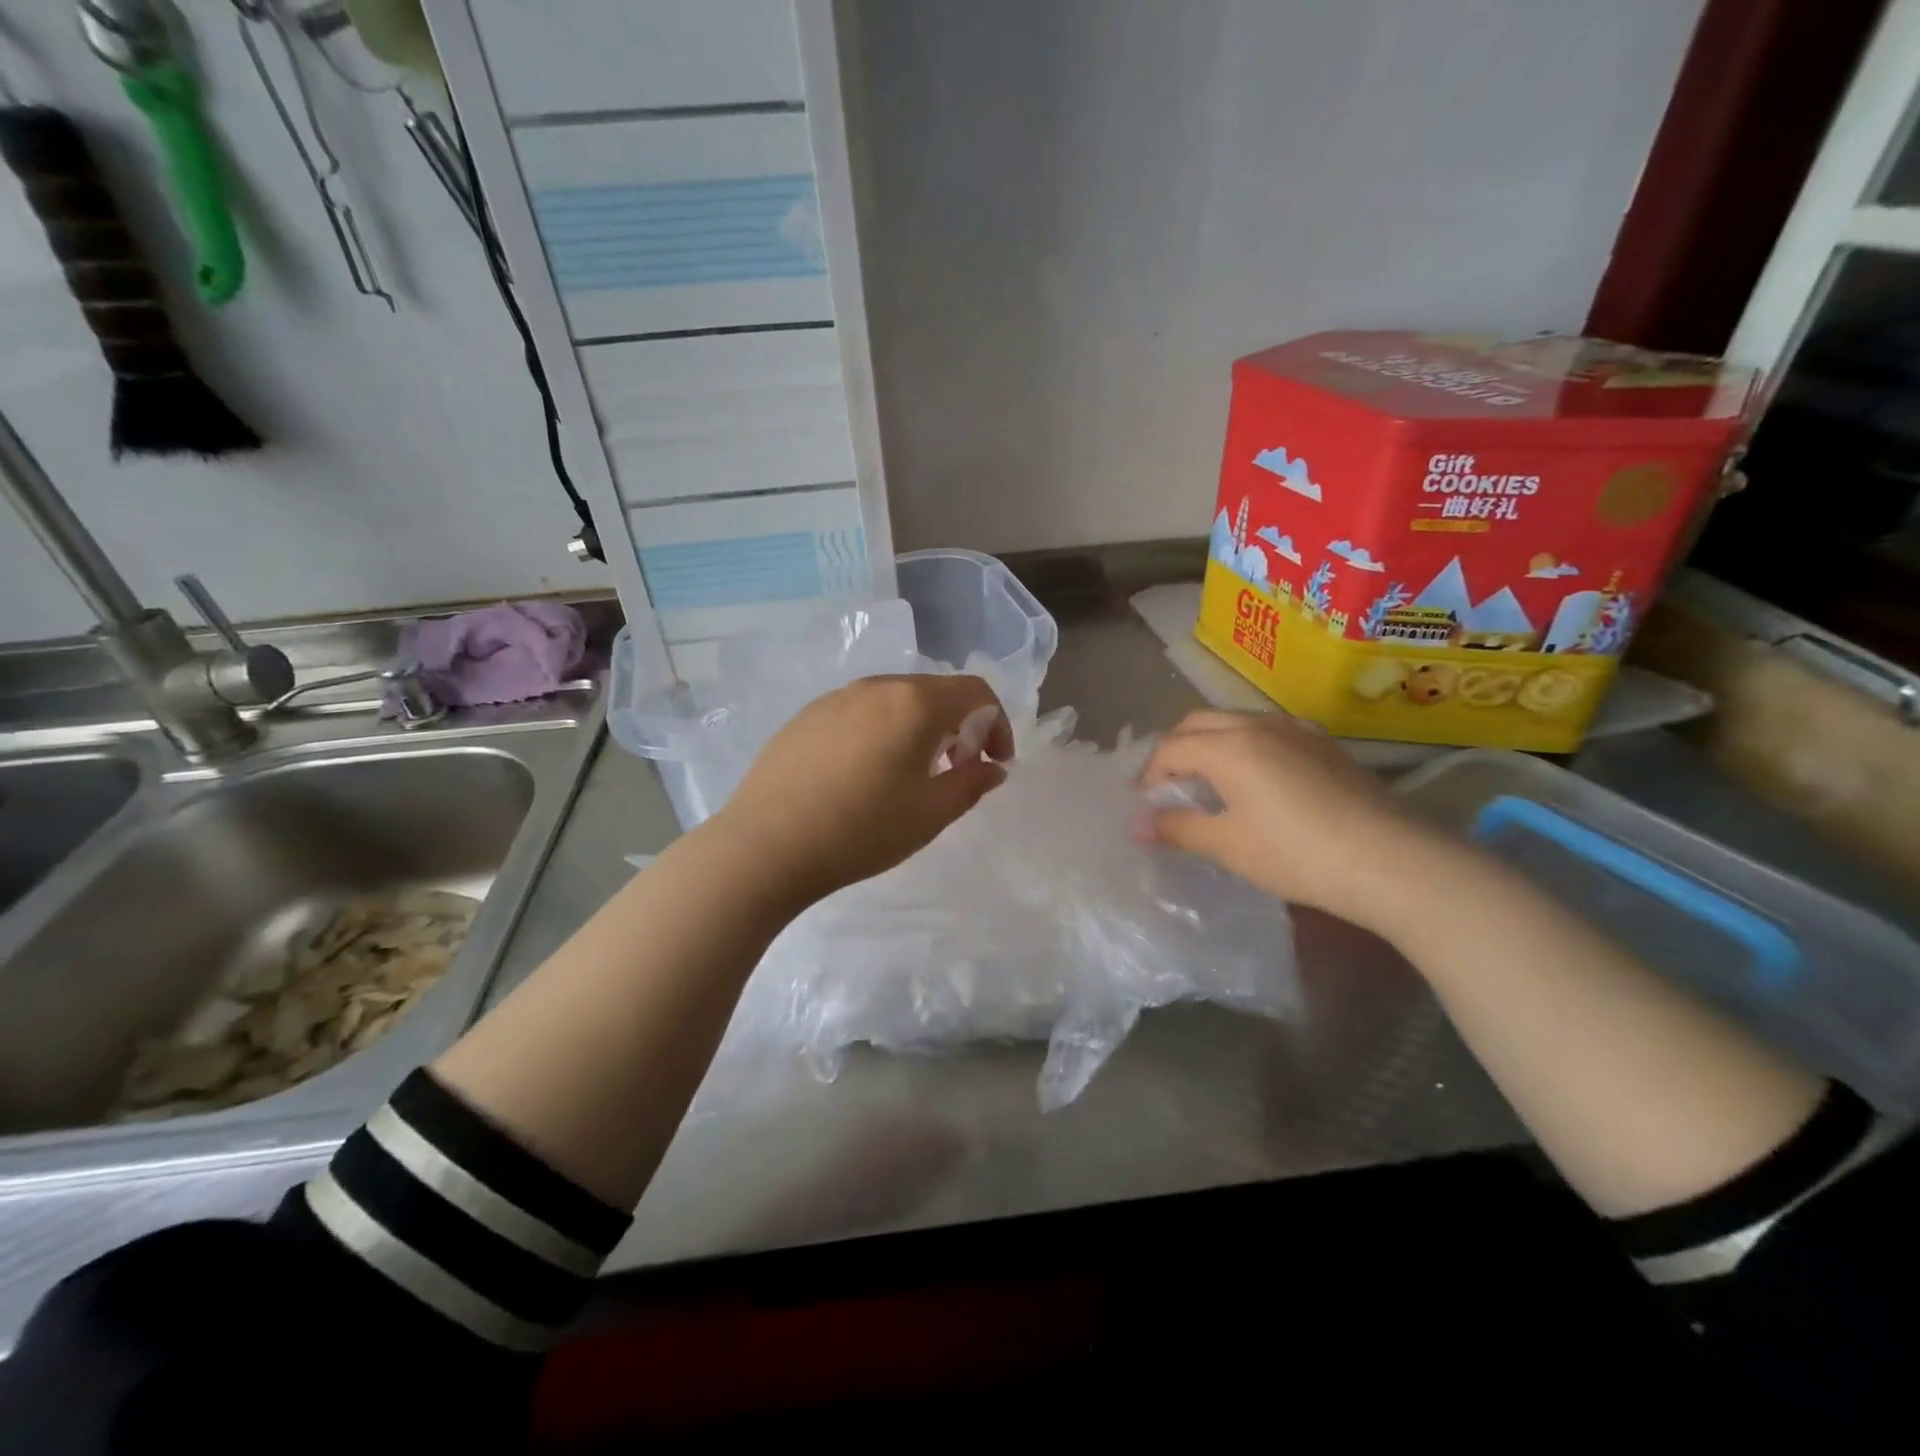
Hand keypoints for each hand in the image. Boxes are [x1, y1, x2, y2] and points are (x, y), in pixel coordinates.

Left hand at [709, 674, 1013, 907]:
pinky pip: (860, 713)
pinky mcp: (806, 717)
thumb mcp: (930, 814)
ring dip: (920, 728)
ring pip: (895, 701)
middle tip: (957, 770)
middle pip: (935, 692)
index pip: (975, 692)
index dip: (996, 724)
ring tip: (912, 774)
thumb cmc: (861, 830)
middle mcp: (876, 687)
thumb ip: (971, 784)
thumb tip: (991, 769)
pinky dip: (882, 731)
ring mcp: (836, 698)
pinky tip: (865, 773)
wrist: (765, 846)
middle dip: (960, 726)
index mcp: (914, 703)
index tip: (995, 763)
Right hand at [1139, 709, 1446, 934]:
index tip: (1146, 807)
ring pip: (1235, 721)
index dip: (1149, 776)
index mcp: (1228, 746)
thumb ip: (1177, 828)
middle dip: (1175, 749)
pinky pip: (1268, 731)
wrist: (1391, 861)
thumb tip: (1137, 825)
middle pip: (1198, 722)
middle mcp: (1258, 724)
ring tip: (1210, 782)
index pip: (1170, 748)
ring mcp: (1296, 729)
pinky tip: (1258, 781)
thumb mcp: (1228, 846)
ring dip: (1210, 743)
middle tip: (1171, 787)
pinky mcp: (1324, 744)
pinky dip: (1245, 746)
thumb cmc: (1296, 854)